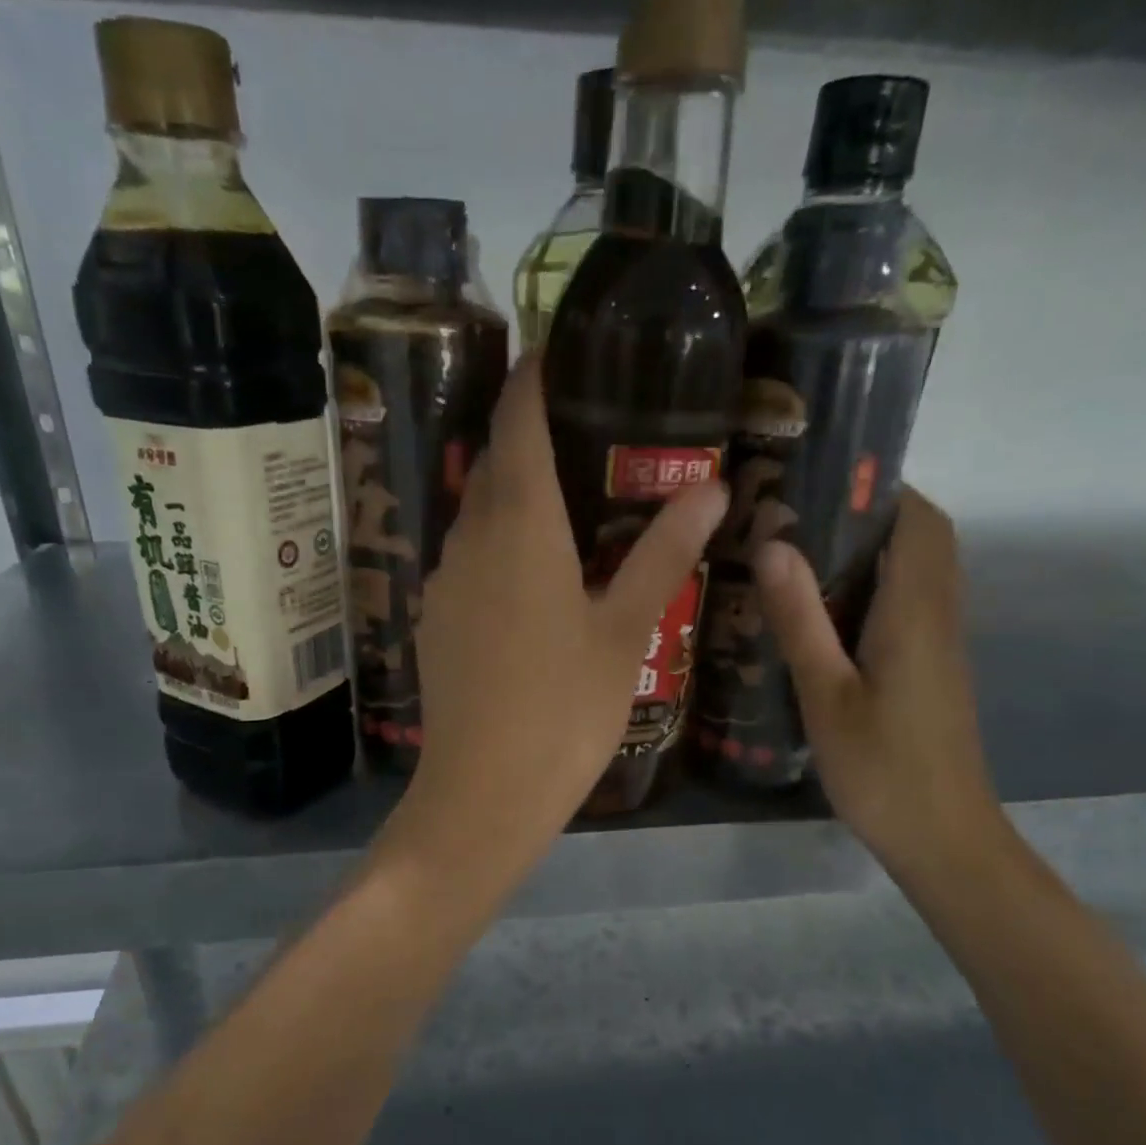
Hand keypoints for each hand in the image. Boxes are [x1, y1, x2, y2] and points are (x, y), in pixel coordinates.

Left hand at [383, 353, 726, 881]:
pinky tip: (531, 575)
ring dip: (513, 495)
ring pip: (477, 514)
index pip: (517, 422)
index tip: (555, 351)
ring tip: (566, 501)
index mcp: (520, 527)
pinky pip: (467, 560)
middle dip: (529, 436)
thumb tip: (711, 488)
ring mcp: (444, 582)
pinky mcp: (435, 620)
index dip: (531, 378)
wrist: (483, 794)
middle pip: (494, 465)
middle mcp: (470, 540)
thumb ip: (662, 554)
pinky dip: (497, 545)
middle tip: (584, 431)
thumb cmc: (564, 710)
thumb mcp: (625, 632)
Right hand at [753, 489, 1002, 876]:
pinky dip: (871, 589)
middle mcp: (937, 617)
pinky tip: (820, 613)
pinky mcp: (930, 670)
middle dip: (869, 515)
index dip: (882, 489)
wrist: (941, 837)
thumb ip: (801, 620)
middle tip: (797, 517)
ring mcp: (938, 646)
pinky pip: (907, 606)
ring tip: (798, 554)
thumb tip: (774, 544)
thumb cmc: (881, 769)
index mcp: (915, 613)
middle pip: (922, 541)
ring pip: (915, 573)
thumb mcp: (826, 695)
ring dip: (870, 552)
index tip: (823, 479)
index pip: (919, 522)